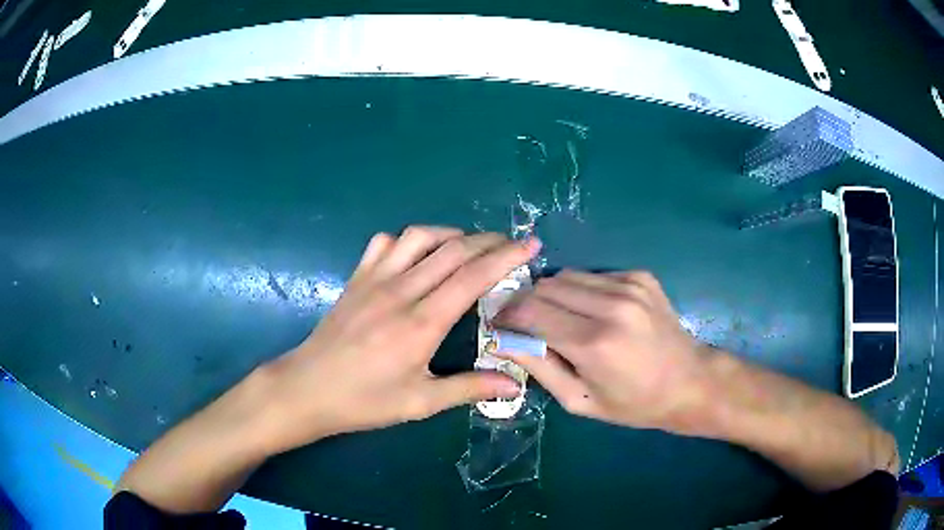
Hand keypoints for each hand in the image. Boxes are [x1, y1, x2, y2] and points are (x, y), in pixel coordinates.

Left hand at [258, 226, 540, 453]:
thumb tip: (516, 386)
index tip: (530, 244)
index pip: (473, 277)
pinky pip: (384, 243)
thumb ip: (469, 388)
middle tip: (511, 244)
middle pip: (452, 250)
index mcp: (421, 323)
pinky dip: (408, 240)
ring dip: (450, 234)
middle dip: (489, 241)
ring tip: (468, 248)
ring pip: (419, 237)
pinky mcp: (356, 279)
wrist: (307, 389)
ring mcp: (374, 280)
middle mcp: (400, 291)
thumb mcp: (419, 402)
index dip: (506, 256)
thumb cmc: (364, 401)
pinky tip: (416, 255)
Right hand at [496, 270, 711, 435]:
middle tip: (529, 325)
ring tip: (564, 320)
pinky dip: (583, 291)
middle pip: (545, 287)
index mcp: (593, 343)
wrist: (689, 382)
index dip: (507, 314)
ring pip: (567, 276)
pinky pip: (594, 276)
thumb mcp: (579, 401)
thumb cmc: (633, 403)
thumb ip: (538, 367)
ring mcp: (629, 285)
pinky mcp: (640, 276)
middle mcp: (610, 305)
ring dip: (555, 296)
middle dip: (528, 303)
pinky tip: (596, 313)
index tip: (500, 324)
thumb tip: (503, 339)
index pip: (529, 310)